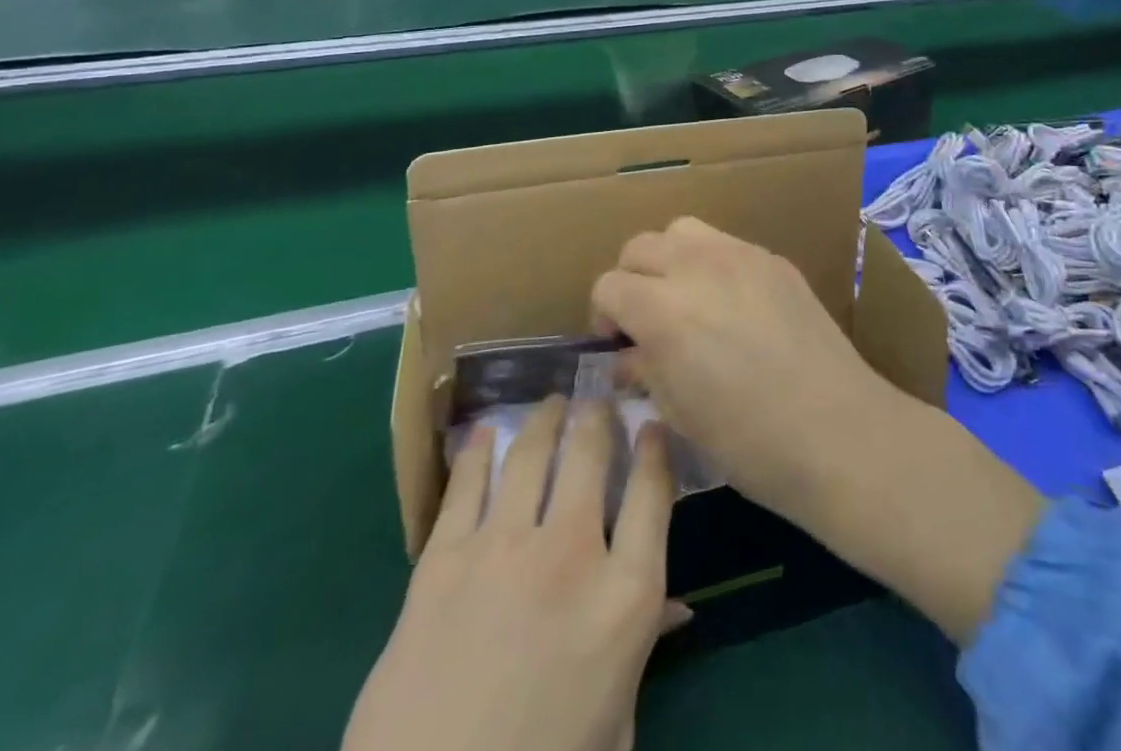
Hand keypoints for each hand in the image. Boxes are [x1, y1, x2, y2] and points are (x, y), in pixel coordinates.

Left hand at [344, 397, 681, 750]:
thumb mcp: (616, 724)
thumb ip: (644, 649)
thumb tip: (676, 607)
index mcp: (625, 596)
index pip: (654, 492)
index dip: (655, 448)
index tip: (651, 424)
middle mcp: (571, 552)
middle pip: (591, 455)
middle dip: (597, 417)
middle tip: (595, 401)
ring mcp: (503, 549)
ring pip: (532, 454)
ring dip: (545, 420)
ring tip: (551, 403)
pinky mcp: (444, 560)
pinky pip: (468, 485)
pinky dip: (479, 451)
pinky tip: (485, 432)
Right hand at [592, 216, 894, 518]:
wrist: (837, 431)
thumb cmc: (749, 441)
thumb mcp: (679, 414)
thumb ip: (645, 370)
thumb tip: (627, 356)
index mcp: (663, 309)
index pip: (609, 284)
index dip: (604, 315)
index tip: (617, 344)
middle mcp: (697, 266)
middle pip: (640, 246)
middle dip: (631, 279)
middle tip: (645, 319)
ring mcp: (741, 255)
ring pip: (683, 230)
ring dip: (670, 258)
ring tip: (684, 297)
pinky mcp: (775, 259)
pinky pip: (727, 244)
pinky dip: (712, 263)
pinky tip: (731, 303)